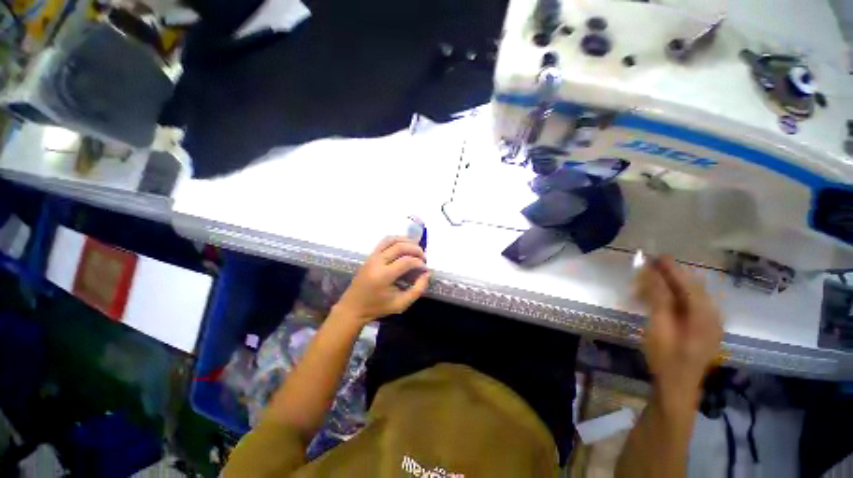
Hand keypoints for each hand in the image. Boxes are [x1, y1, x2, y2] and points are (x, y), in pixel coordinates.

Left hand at [334, 237, 430, 324]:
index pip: (406, 261)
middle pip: (400, 247)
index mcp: (383, 276)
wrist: (353, 307)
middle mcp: (377, 262)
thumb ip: (417, 290)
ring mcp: (372, 256)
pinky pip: (385, 241)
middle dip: (416, 249)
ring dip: (407, 241)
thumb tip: (427, 274)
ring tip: (416, 249)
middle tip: (424, 257)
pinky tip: (405, 245)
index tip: (425, 269)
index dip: (419, 262)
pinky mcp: (370, 255)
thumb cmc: (377, 307)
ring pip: (392, 240)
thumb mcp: (401, 304)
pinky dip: (397, 240)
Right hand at [636, 256, 722, 411]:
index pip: (688, 284)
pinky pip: (691, 305)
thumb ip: (658, 297)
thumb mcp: (659, 326)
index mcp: (705, 315)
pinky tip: (662, 298)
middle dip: (671, 274)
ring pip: (692, 296)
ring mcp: (711, 324)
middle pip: (693, 287)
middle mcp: (713, 316)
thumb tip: (652, 272)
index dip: (671, 268)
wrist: (676, 387)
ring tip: (652, 279)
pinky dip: (676, 297)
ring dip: (672, 285)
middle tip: (651, 265)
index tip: (655, 255)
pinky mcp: (704, 330)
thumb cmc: (666, 357)